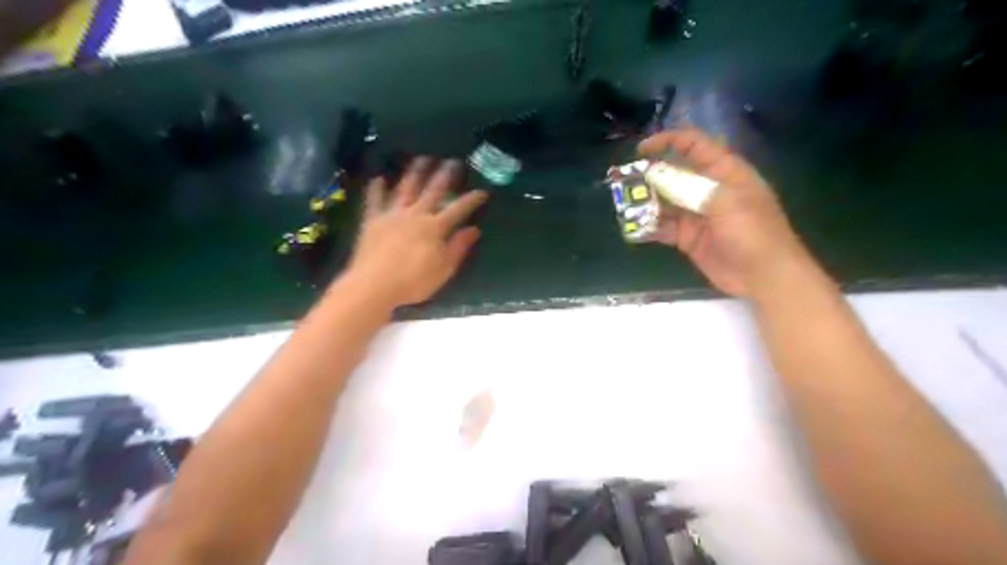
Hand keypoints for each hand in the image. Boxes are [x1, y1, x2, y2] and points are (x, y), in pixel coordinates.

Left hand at [346, 157, 488, 307]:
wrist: (374, 285)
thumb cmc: (413, 281)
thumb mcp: (443, 269)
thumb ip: (458, 247)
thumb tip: (474, 229)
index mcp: (435, 227)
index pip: (458, 209)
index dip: (471, 200)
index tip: (483, 191)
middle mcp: (415, 215)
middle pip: (432, 191)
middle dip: (444, 176)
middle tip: (452, 161)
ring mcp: (392, 215)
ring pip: (406, 188)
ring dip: (415, 173)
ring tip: (421, 159)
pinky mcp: (372, 221)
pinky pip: (375, 200)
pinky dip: (377, 188)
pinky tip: (379, 178)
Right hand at [637, 125, 808, 295]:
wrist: (763, 276)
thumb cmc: (753, 233)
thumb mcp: (726, 203)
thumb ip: (690, 187)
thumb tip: (655, 175)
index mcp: (724, 172)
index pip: (694, 146)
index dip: (668, 142)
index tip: (641, 151)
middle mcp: (707, 189)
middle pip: (673, 174)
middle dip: (649, 175)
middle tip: (624, 182)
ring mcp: (696, 214)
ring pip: (665, 201)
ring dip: (645, 202)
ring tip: (624, 205)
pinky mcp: (687, 237)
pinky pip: (663, 227)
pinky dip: (648, 226)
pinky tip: (633, 228)